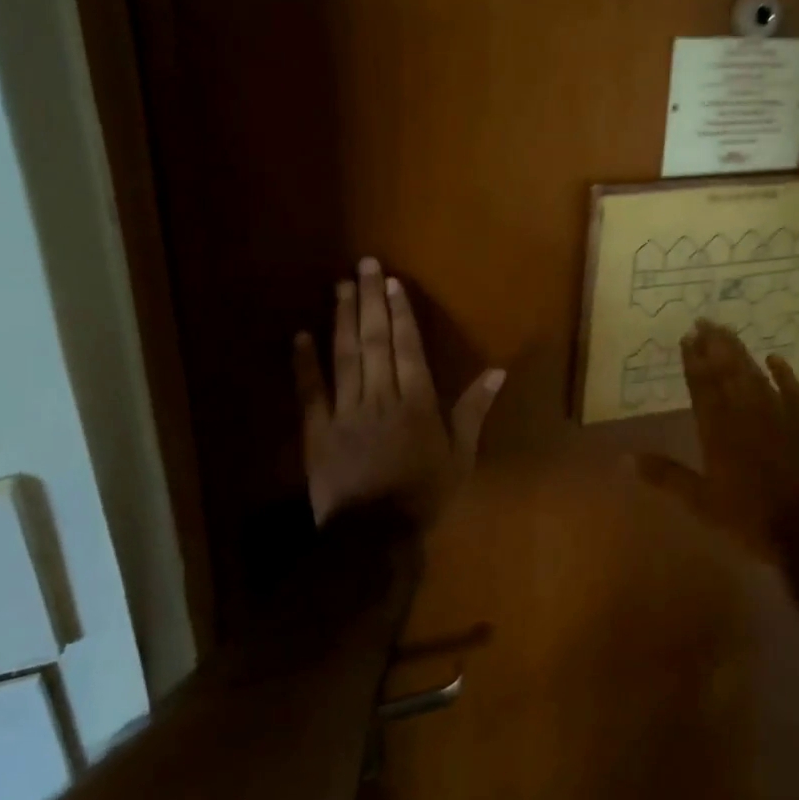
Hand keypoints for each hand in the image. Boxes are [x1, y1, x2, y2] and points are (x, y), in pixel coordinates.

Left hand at [294, 258, 503, 525]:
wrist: (374, 534)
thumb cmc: (424, 494)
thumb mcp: (461, 456)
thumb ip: (474, 411)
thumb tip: (497, 372)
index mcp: (416, 402)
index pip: (408, 348)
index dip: (401, 313)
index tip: (393, 282)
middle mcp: (380, 397)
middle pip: (375, 342)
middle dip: (371, 301)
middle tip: (364, 265)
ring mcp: (345, 411)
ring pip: (344, 357)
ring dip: (342, 320)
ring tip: (341, 286)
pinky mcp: (317, 430)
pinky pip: (310, 392)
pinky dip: (305, 363)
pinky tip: (301, 335)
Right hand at [635, 319, 798, 552]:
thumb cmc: (752, 516)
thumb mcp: (701, 502)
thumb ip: (665, 476)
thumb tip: (623, 459)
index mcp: (717, 432)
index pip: (701, 388)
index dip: (693, 362)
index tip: (687, 337)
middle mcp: (745, 414)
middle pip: (727, 373)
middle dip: (714, 346)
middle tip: (705, 320)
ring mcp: (778, 415)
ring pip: (755, 375)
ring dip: (740, 352)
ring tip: (727, 331)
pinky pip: (793, 390)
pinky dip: (783, 373)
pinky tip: (775, 357)